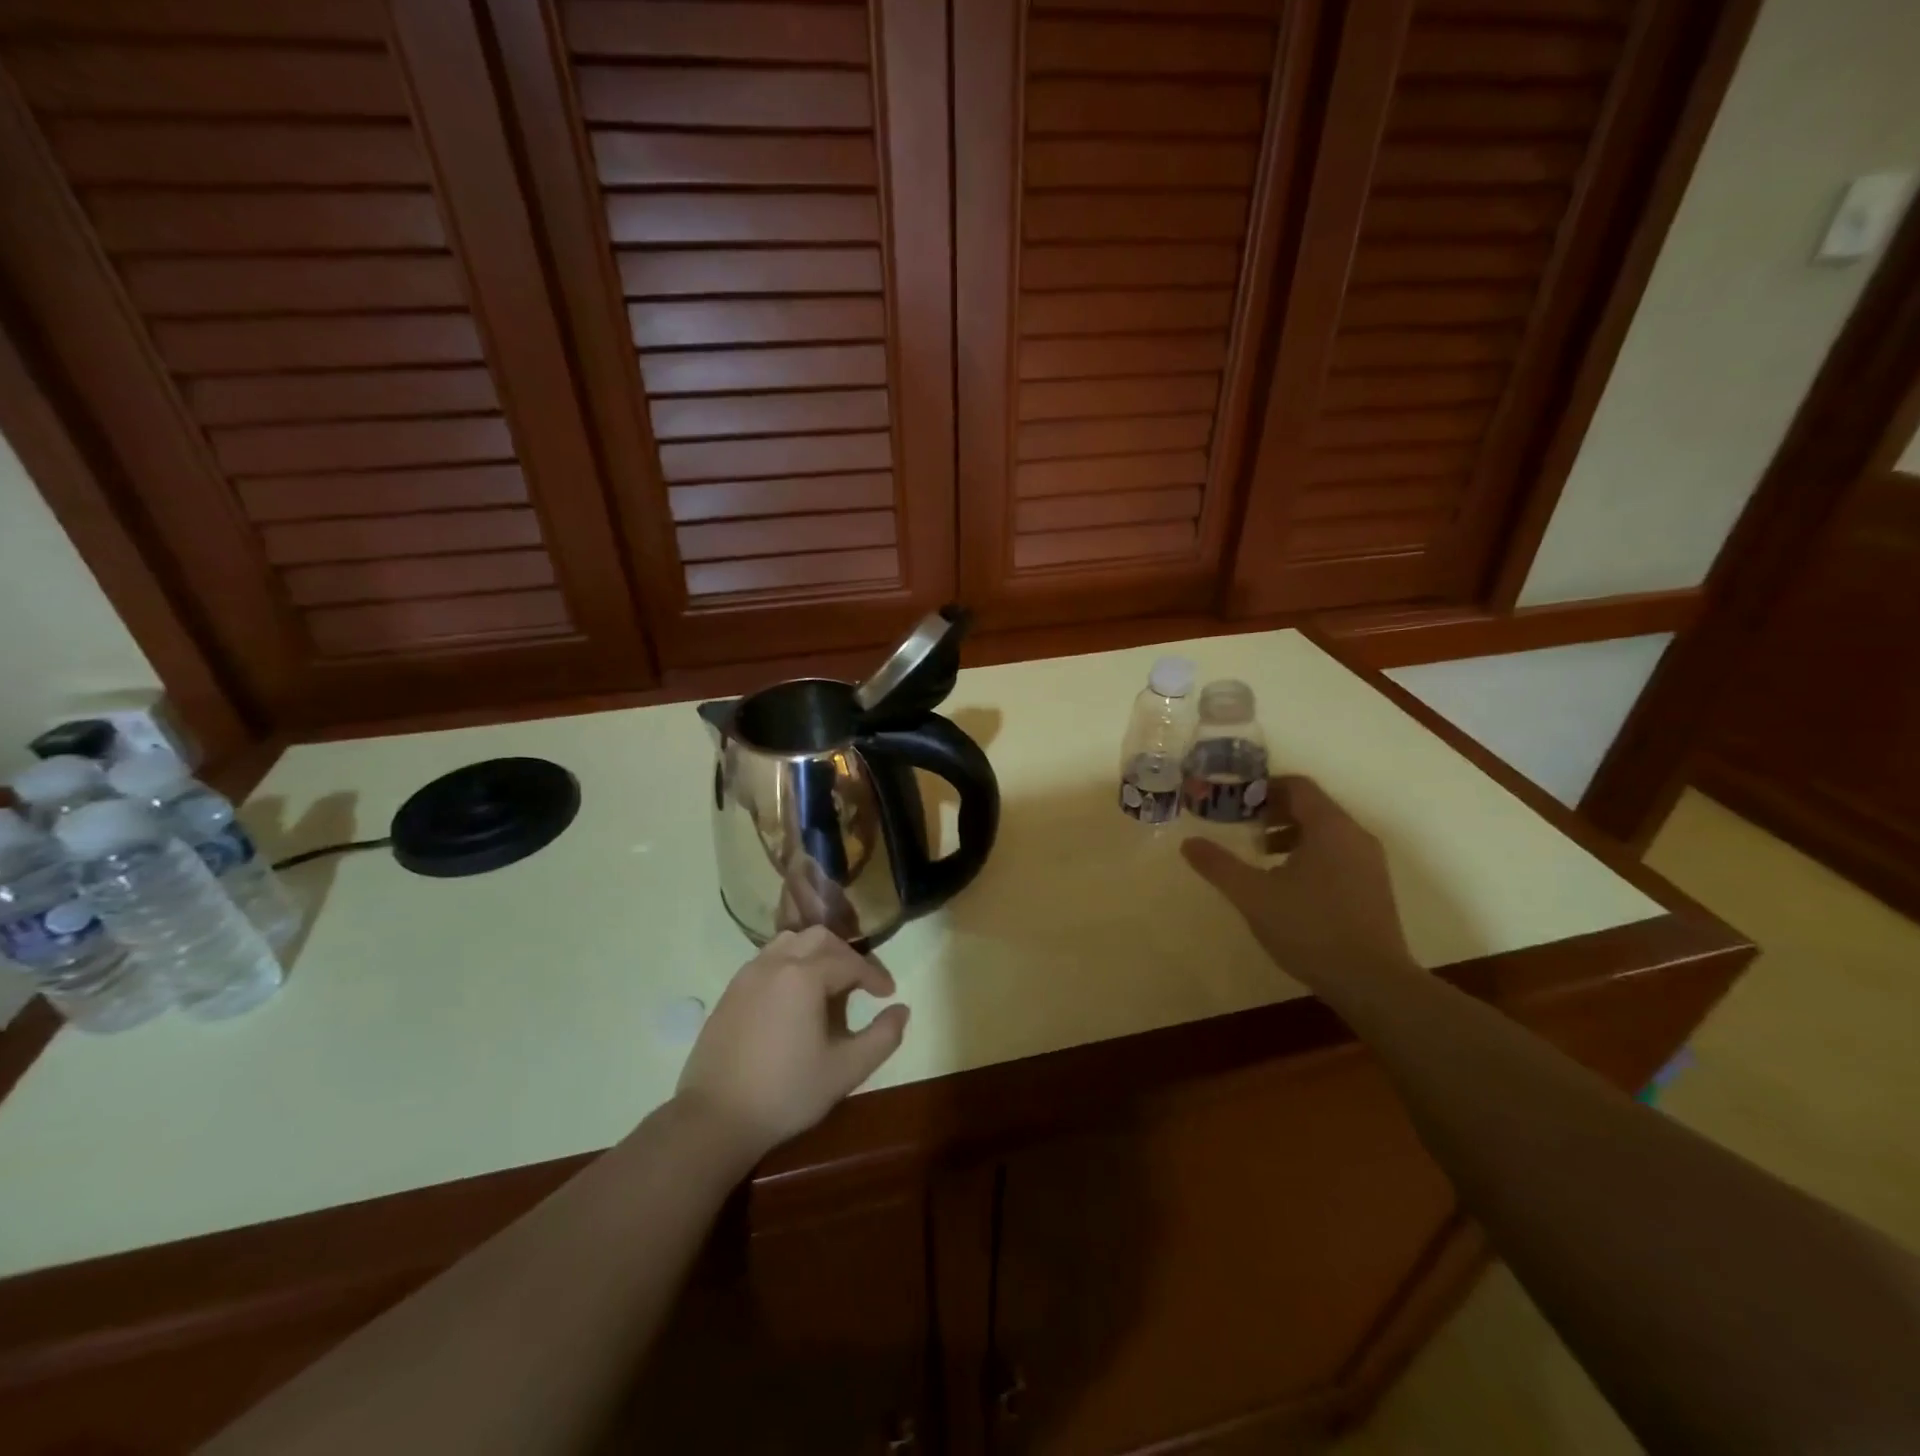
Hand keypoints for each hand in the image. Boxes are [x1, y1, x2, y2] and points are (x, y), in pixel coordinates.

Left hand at [675, 926, 909, 1160]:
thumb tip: (902, 1010)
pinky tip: (795, 998)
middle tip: (861, 984)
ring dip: (816, 954)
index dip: (874, 975)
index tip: (888, 994)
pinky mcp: (731, 991)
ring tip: (829, 984)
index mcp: (804, 975)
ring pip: (790, 942)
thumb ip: (882, 1037)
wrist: (714, 1118)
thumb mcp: (846, 1070)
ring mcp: (748, 974)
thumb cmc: (786, 1092)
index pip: (850, 962)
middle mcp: (775, 963)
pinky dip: (790, 964)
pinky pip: (768, 959)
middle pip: (819, 938)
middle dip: (846, 955)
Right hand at [1182, 776, 1413, 980]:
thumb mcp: (1253, 895)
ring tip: (1260, 856)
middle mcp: (1355, 836)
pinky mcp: (1374, 889)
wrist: (1372, 983)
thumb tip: (1189, 843)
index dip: (1263, 788)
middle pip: (1312, 807)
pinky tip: (1288, 886)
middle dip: (1273, 812)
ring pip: (1325, 833)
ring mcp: (1370, 864)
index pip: (1297, 786)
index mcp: (1330, 827)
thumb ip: (1219, 865)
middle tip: (1241, 826)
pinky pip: (1337, 855)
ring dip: (1290, 835)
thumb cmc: (1310, 928)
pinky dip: (1309, 855)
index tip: (1234, 802)